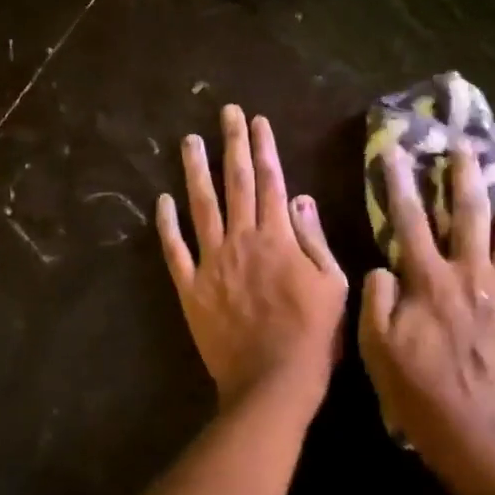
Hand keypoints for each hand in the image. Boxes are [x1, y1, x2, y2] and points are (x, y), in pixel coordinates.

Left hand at [156, 106, 348, 408]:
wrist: (272, 381)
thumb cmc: (313, 336)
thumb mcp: (332, 284)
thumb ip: (314, 239)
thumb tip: (299, 197)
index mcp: (278, 237)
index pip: (270, 180)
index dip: (263, 147)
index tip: (257, 120)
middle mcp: (242, 240)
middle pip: (235, 183)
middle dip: (231, 144)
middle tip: (225, 113)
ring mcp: (212, 262)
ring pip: (201, 207)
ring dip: (195, 172)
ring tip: (189, 142)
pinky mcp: (191, 288)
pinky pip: (174, 251)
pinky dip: (167, 225)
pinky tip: (161, 201)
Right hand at [358, 143, 494, 481]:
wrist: (480, 435)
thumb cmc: (420, 392)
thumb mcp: (376, 348)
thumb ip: (376, 300)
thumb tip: (384, 268)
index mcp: (430, 281)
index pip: (410, 221)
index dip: (401, 183)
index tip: (398, 149)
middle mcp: (472, 274)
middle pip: (470, 214)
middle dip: (467, 175)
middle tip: (470, 144)